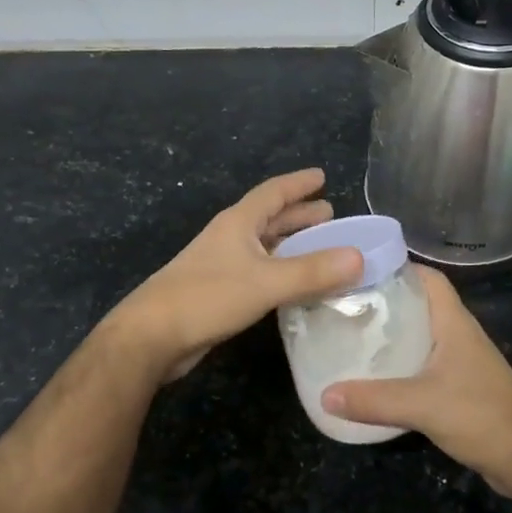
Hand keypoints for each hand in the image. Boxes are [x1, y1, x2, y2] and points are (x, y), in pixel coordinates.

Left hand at [112, 168, 363, 380]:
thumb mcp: (266, 282)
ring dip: (291, 244)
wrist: (152, 336)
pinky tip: (294, 285)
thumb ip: (313, 271)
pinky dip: (281, 271)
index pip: (273, 192)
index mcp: (238, 223)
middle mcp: (230, 238)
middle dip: (299, 214)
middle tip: (330, 214)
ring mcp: (221, 265)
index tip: (322, 176)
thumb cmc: (207, 297)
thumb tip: (359, 257)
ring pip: (264, 246)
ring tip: (320, 247)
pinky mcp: (219, 292)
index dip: (298, 184)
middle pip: (269, 218)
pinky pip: (259, 272)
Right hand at [322, 267, 511, 495]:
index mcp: (453, 323)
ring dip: (391, 334)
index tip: (358, 271)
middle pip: (419, 304)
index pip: (428, 278)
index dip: (398, 268)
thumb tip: (324, 395)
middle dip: (385, 301)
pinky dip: (399, 364)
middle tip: (345, 304)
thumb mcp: (422, 405)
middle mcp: (457, 334)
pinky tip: (374, 375)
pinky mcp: (458, 387)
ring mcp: (460, 361)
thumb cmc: (481, 416)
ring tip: (352, 335)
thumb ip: (373, 400)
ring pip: (420, 335)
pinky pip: (422, 364)